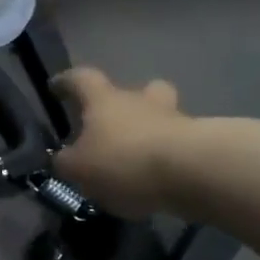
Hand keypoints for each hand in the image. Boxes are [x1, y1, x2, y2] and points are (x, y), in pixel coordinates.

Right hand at [51, 68, 192, 216]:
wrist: (193, 173)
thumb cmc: (124, 160)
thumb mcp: (79, 168)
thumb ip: (66, 162)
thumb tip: (62, 159)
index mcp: (104, 100)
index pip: (81, 79)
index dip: (67, 81)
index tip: (57, 87)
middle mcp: (140, 101)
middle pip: (138, 88)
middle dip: (128, 101)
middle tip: (116, 121)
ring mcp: (176, 121)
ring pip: (163, 116)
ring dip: (152, 130)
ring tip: (139, 156)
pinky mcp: (202, 146)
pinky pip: (179, 146)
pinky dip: (168, 158)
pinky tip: (159, 181)